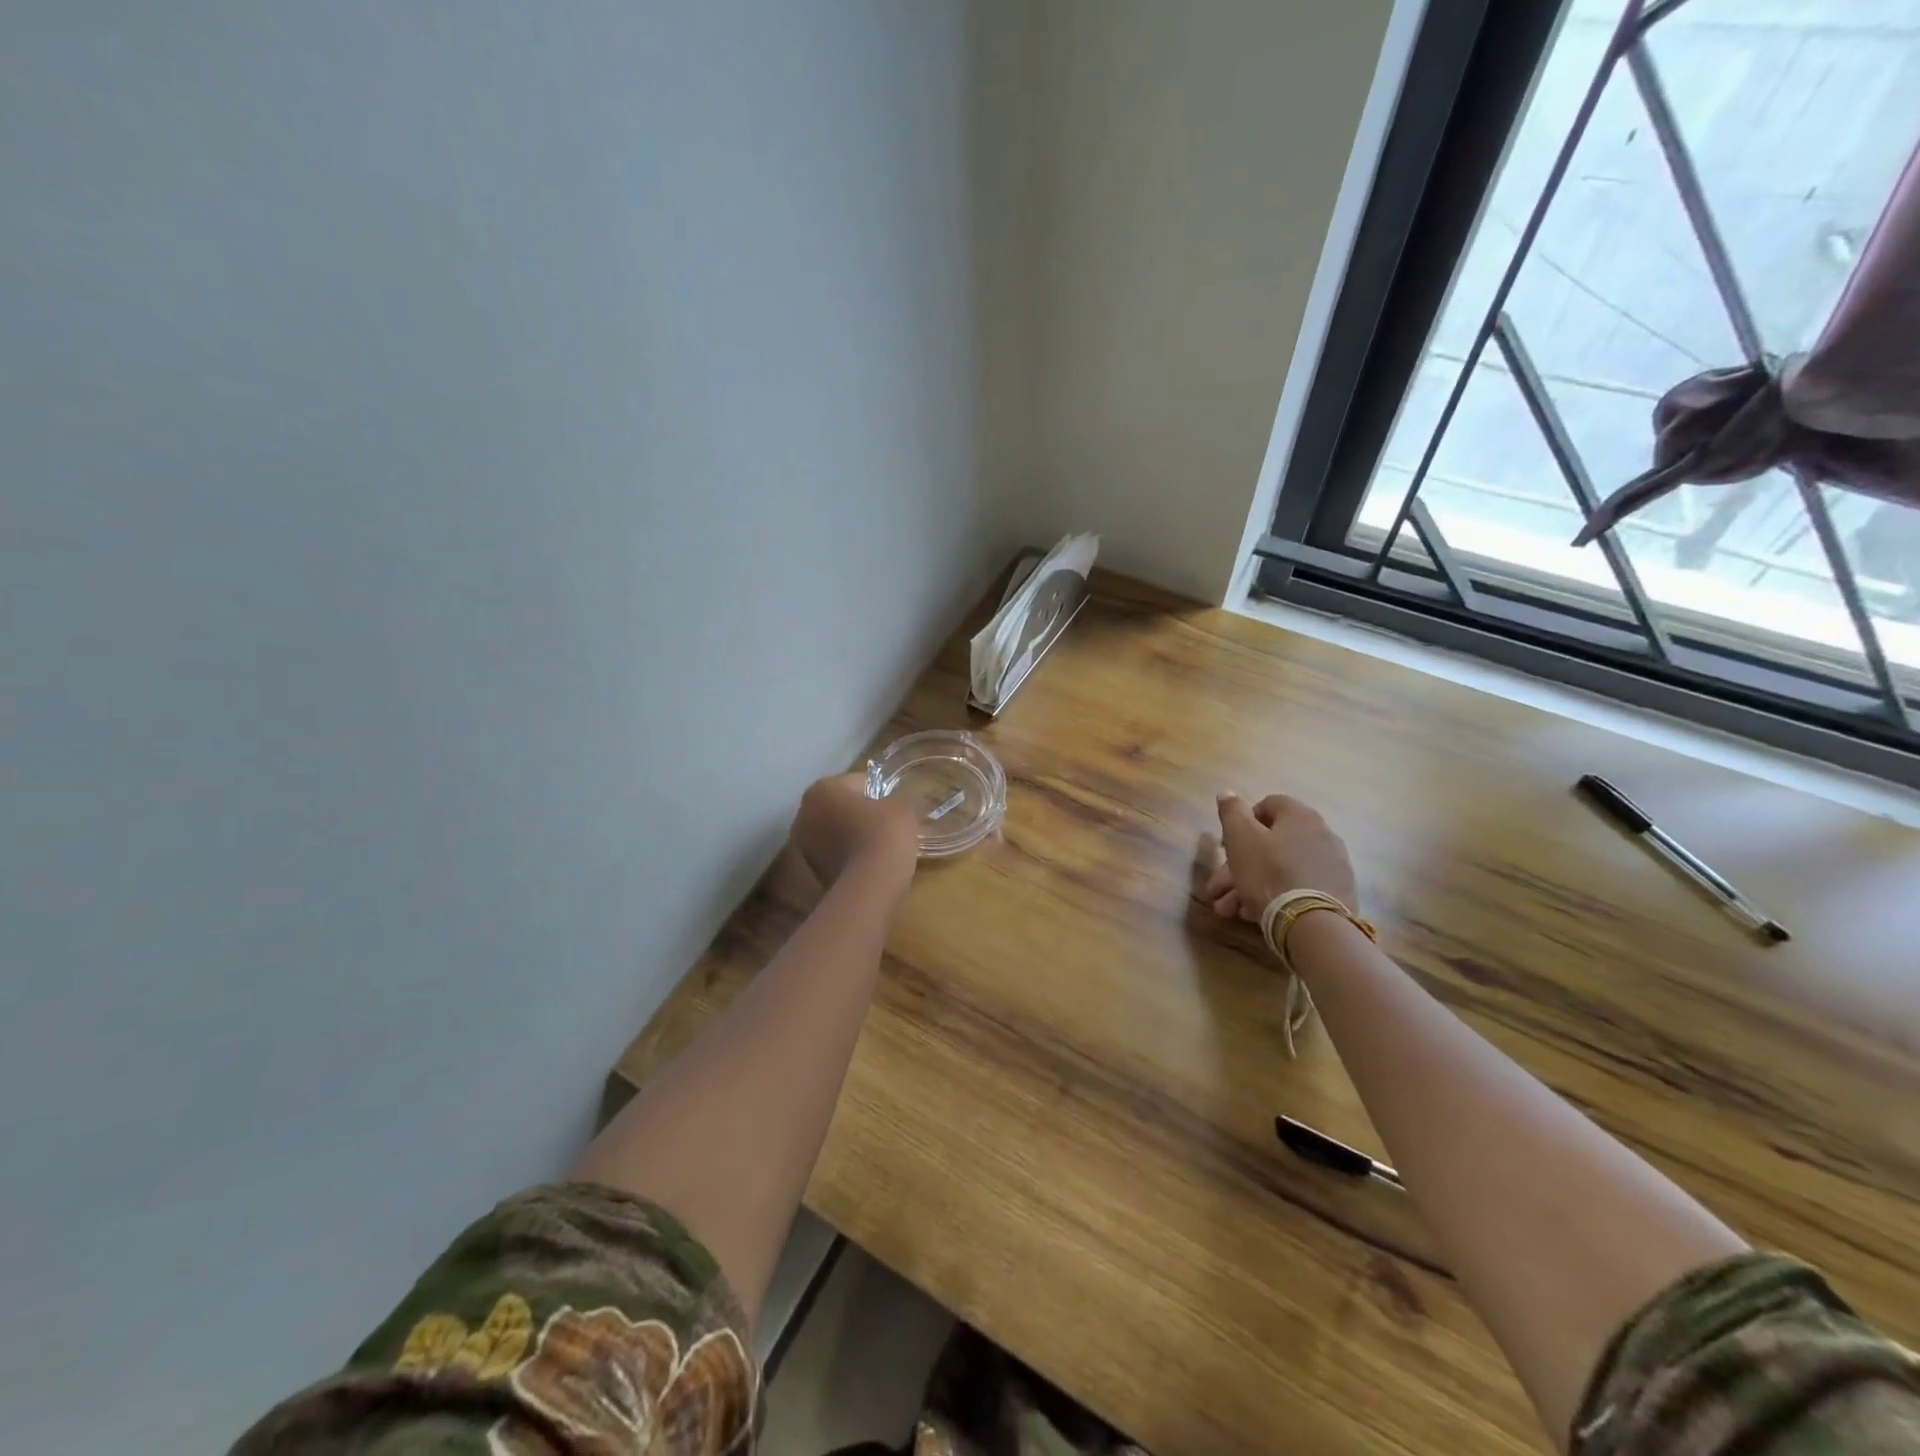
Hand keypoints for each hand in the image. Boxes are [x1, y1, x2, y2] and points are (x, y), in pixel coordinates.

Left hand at [790, 773, 919, 891]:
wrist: (869, 887)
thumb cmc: (883, 834)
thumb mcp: (902, 808)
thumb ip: (898, 799)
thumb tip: (897, 803)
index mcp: (821, 789)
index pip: (858, 782)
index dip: (880, 794)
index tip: (893, 809)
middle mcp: (803, 813)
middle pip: (841, 808)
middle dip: (861, 815)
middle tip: (887, 828)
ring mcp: (803, 846)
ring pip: (836, 833)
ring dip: (853, 837)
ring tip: (879, 850)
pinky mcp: (810, 872)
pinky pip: (834, 856)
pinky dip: (848, 858)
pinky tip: (868, 866)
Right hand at [1206, 792, 1357, 920]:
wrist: (1312, 924)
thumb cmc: (1269, 873)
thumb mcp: (1240, 838)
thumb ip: (1232, 811)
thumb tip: (1228, 792)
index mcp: (1300, 816)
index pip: (1268, 805)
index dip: (1242, 822)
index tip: (1227, 846)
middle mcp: (1322, 834)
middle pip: (1271, 843)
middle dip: (1237, 866)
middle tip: (1218, 888)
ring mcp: (1332, 866)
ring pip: (1281, 869)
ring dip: (1249, 886)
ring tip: (1229, 910)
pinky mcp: (1337, 894)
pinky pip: (1298, 888)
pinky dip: (1276, 896)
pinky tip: (1254, 915)